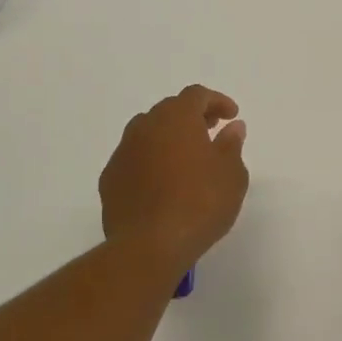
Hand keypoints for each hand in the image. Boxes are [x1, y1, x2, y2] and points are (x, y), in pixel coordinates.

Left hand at [101, 86, 248, 266]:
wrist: (149, 245)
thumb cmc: (200, 204)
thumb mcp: (231, 174)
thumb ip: (231, 145)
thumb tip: (232, 127)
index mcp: (176, 118)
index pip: (196, 95)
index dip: (216, 101)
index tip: (231, 116)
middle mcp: (145, 127)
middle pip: (169, 109)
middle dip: (191, 116)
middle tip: (210, 132)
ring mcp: (123, 152)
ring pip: (147, 132)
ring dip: (167, 138)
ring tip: (186, 158)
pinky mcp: (109, 179)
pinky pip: (133, 159)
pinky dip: (150, 161)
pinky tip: (162, 183)